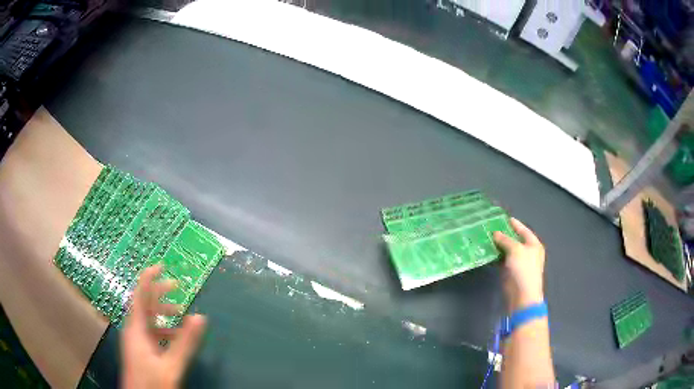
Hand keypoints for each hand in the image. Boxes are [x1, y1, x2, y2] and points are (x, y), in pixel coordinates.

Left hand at [121, 265, 206, 388]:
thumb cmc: (152, 382)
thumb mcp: (171, 365)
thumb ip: (185, 343)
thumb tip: (200, 317)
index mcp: (136, 328)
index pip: (140, 294)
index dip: (149, 277)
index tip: (162, 265)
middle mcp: (133, 330)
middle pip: (144, 303)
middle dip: (159, 293)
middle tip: (177, 286)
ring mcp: (135, 340)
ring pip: (147, 318)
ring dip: (163, 312)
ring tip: (181, 313)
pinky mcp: (140, 349)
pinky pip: (150, 331)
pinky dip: (162, 328)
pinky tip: (174, 336)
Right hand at [493, 218, 545, 312]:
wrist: (522, 295)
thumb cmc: (524, 269)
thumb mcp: (516, 250)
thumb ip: (506, 240)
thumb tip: (495, 233)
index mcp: (533, 245)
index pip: (524, 230)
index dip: (514, 224)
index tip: (503, 218)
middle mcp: (527, 252)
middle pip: (515, 240)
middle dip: (504, 234)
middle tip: (490, 227)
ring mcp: (518, 263)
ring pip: (507, 250)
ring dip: (498, 246)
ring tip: (486, 238)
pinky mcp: (510, 272)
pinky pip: (502, 260)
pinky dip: (495, 256)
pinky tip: (487, 252)